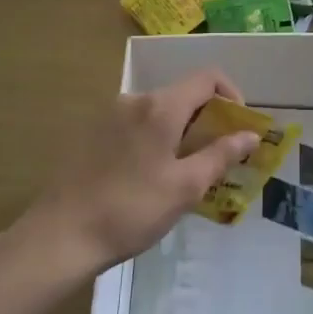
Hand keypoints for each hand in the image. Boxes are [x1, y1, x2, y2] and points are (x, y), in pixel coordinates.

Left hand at [19, 69, 260, 283]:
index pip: (207, 77)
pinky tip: (151, 176)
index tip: (238, 128)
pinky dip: (156, 139)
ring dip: (181, 131)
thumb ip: (221, 155)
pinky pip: (137, 125)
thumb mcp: (185, 187)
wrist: (61, 235)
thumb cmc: (131, 210)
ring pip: (159, 111)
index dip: (232, 95)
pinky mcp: (92, 133)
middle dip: (208, 119)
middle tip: (217, 157)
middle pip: (183, 93)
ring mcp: (109, 115)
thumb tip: (251, 135)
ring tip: (186, 172)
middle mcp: (134, 100)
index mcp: (160, 106)